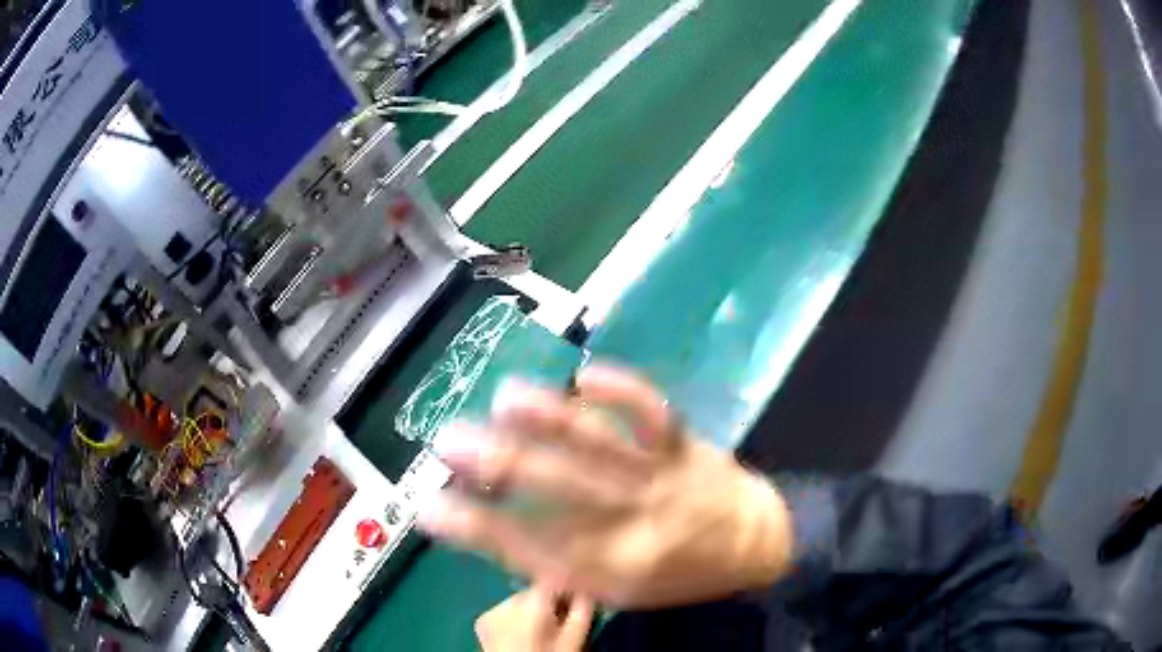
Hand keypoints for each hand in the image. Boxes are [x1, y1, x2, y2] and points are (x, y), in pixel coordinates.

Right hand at [418, 365, 794, 608]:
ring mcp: (663, 480)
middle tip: (446, 441)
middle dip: (497, 465)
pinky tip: (586, 374)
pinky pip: (655, 415)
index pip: (529, 549)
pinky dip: (622, 390)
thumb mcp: (615, 590)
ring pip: (601, 447)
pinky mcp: (686, 447)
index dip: (475, 529)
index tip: (430, 507)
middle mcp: (633, 525)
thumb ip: (558, 564)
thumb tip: (497, 532)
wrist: (755, 544)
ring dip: (548, 420)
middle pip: (558, 494)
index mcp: (610, 569)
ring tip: (504, 399)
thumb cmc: (679, 574)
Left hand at [475, 585, 592, 651]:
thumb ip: (583, 608)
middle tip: (562, 621)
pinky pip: (504, 612)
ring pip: (519, 601)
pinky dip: (515, 618)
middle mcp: (506, 601)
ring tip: (543, 631)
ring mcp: (489, 611)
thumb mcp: (576, 637)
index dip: (568, 588)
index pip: (552, 580)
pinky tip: (524, 634)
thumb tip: (587, 588)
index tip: (578, 601)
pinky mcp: (481, 623)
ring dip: (532, 610)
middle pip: (535, 591)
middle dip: (550, 603)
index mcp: (531, 603)